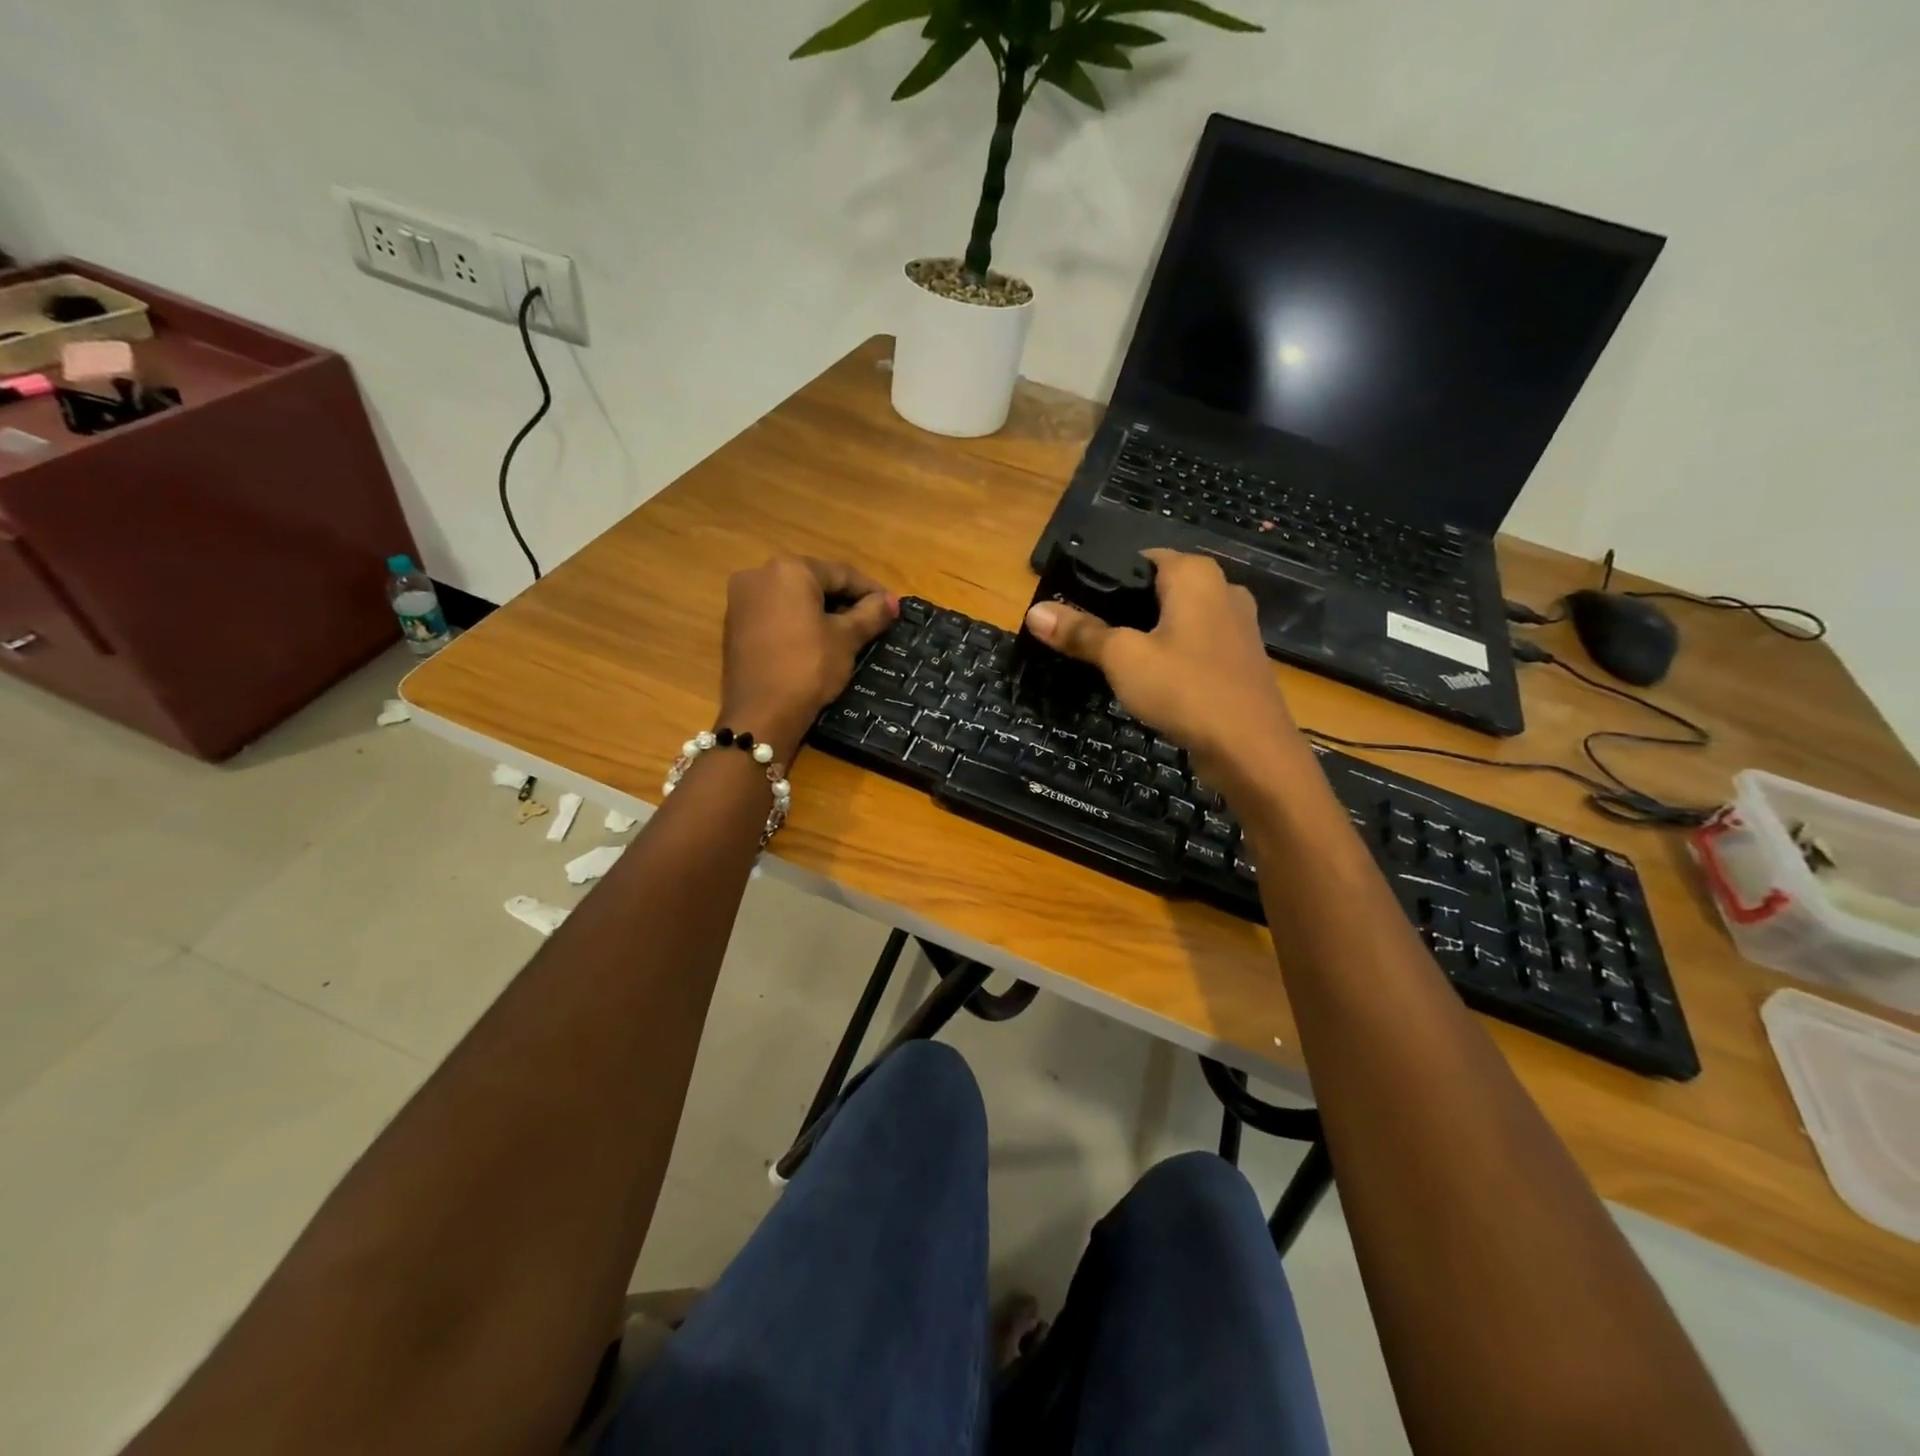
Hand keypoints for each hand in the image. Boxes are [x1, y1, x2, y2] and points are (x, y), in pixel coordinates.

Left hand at [720, 555, 895, 753]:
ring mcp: (741, 600)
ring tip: (848, 632)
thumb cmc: (809, 667)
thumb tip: (892, 601)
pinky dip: (798, 621)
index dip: (871, 590)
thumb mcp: (846, 639)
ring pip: (793, 598)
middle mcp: (759, 575)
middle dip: (844, 599)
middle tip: (872, 620)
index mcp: (789, 570)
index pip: (841, 573)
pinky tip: (816, 641)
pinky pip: (775, 614)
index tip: (892, 607)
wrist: (761, 713)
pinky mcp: (734, 625)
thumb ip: (871, 614)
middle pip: (814, 582)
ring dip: (821, 611)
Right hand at [1023, 550, 1307, 791]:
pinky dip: (1172, 656)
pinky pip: (1196, 646)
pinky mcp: (1240, 661)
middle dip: (1125, 610)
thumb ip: (1080, 632)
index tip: (1076, 606)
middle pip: (1159, 590)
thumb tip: (1034, 612)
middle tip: (1088, 636)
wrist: (1251, 750)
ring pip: (1179, 620)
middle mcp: (1223, 589)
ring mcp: (1237, 627)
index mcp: (1195, 574)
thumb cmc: (1185, 689)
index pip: (1141, 558)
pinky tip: (1152, 682)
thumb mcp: (1122, 658)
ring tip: (1113, 660)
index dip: (1106, 579)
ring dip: (1149, 636)